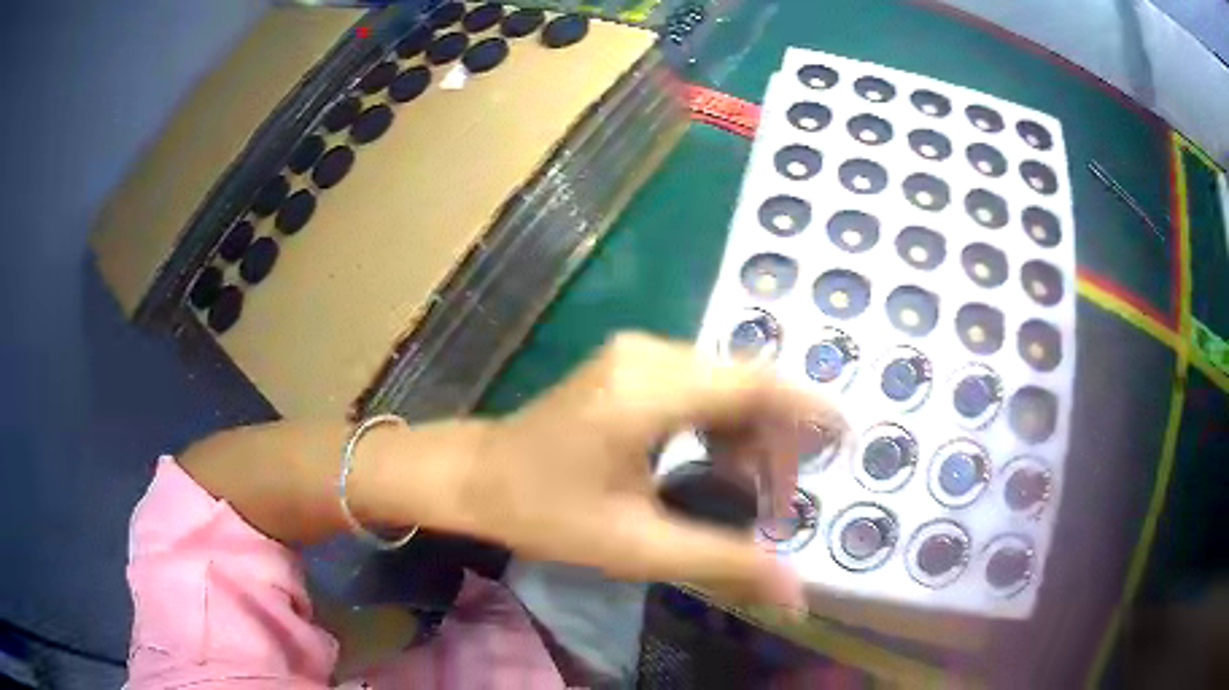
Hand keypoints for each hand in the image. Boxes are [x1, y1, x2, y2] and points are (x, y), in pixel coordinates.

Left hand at [444, 332, 846, 607]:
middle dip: (775, 443)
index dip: (808, 409)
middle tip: (777, 507)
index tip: (843, 444)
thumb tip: (794, 592)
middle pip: (745, 385)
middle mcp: (649, 354)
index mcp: (648, 390)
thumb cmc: (544, 512)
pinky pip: (700, 386)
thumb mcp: (636, 546)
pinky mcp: (631, 365)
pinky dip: (722, 425)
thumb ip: (722, 562)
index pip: (754, 385)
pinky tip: (715, 466)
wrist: (475, 476)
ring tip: (748, 495)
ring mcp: (637, 354)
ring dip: (749, 436)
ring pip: (726, 385)